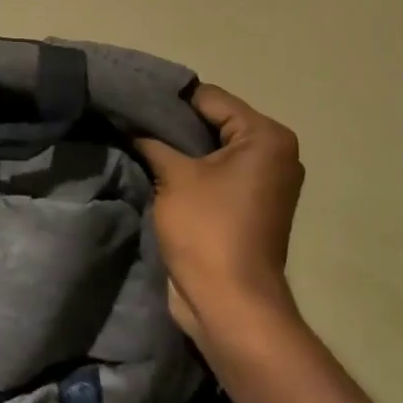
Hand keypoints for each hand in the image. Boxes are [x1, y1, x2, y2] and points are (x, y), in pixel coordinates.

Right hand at [136, 85, 304, 338]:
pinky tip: (155, 167)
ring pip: (212, 148)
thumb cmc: (207, 230)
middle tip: (129, 121)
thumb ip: (151, 140)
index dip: (168, 99)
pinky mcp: (251, 205)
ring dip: (179, 149)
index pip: (209, 98)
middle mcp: (274, 153)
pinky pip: (217, 173)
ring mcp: (265, 181)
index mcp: (266, 137)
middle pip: (213, 121)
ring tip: (137, 142)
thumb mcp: (174, 176)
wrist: (230, 304)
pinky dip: (191, 170)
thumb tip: (128, 121)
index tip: (130, 100)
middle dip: (172, 124)